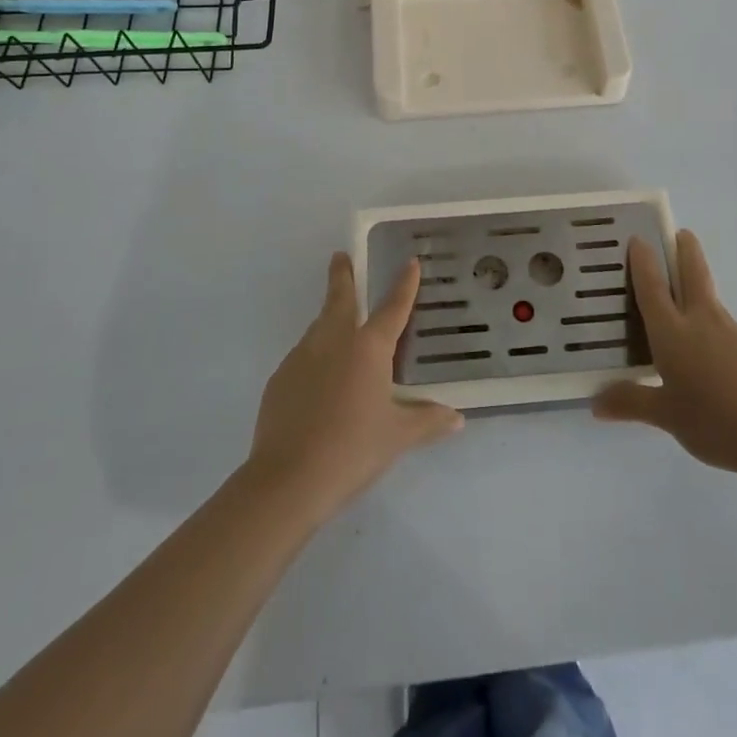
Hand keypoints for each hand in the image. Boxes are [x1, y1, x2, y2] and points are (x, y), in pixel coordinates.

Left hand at [248, 253, 463, 521]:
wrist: (288, 479)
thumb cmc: (353, 449)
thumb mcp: (398, 436)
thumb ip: (427, 421)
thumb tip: (456, 418)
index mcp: (368, 348)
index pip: (392, 307)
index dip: (404, 285)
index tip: (410, 262)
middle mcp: (333, 342)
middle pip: (338, 299)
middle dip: (341, 276)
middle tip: (340, 256)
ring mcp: (301, 358)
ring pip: (318, 327)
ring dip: (328, 317)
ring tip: (336, 323)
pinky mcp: (279, 380)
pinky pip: (302, 358)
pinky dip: (314, 357)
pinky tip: (319, 381)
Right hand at [592, 230, 736, 480]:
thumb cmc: (715, 420)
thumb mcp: (667, 416)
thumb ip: (631, 403)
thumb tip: (595, 403)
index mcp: (672, 331)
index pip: (652, 286)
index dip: (644, 261)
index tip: (638, 238)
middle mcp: (700, 321)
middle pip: (693, 273)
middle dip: (685, 250)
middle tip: (679, 233)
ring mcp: (730, 332)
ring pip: (708, 296)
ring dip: (695, 282)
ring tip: (679, 293)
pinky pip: (720, 323)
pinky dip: (707, 319)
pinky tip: (702, 345)